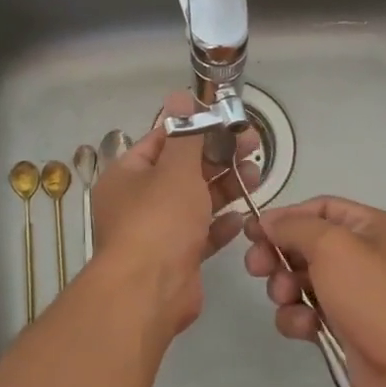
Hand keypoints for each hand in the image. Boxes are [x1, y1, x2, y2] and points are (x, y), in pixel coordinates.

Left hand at [89, 90, 258, 340]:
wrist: (149, 291)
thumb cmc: (159, 220)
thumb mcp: (176, 169)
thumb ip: (185, 134)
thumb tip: (179, 95)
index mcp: (128, 175)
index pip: (162, 141)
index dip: (195, 128)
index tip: (226, 121)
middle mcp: (139, 201)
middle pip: (183, 171)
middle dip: (218, 158)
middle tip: (252, 145)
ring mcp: (158, 232)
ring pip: (195, 202)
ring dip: (225, 188)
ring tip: (256, 176)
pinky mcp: (177, 258)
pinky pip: (201, 234)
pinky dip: (221, 225)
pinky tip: (242, 217)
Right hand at [243, 196, 385, 386]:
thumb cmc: (376, 296)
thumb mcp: (333, 247)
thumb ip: (295, 228)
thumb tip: (268, 221)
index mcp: (369, 226)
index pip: (319, 208)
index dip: (285, 217)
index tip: (251, 231)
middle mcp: (362, 255)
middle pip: (305, 245)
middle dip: (278, 256)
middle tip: (256, 268)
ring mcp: (353, 293)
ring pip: (301, 281)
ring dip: (285, 290)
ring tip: (287, 299)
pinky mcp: (343, 328)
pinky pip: (307, 314)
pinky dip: (299, 319)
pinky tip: (306, 328)